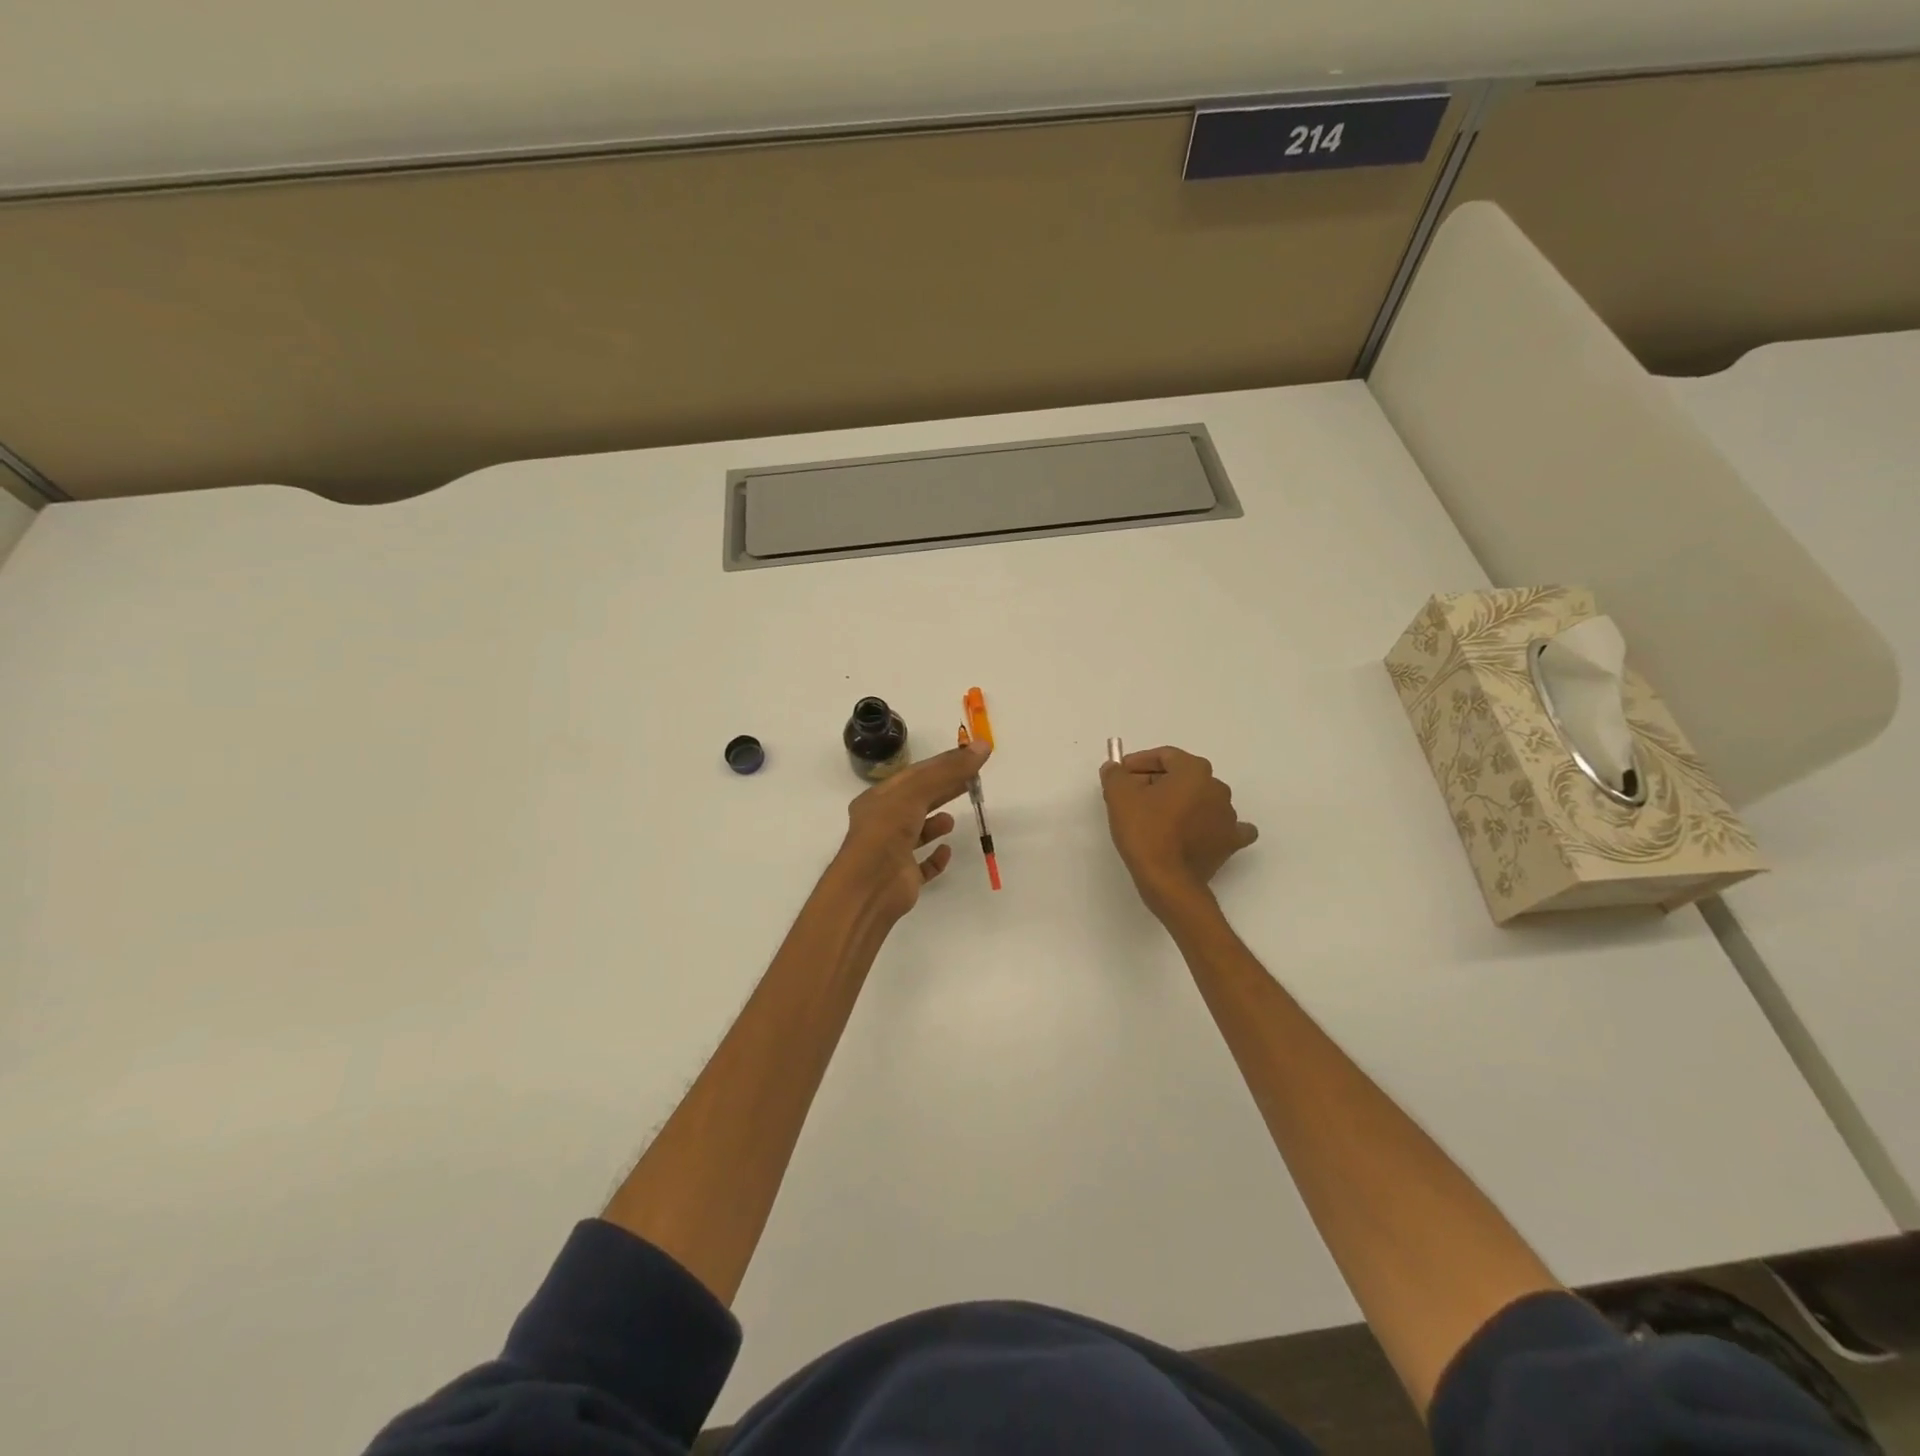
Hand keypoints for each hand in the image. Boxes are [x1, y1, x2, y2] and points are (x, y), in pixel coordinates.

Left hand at [830, 740, 991, 926]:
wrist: (869, 886)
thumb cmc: (887, 831)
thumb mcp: (916, 792)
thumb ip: (949, 770)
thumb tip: (982, 746)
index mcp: (878, 799)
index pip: (913, 776)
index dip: (942, 765)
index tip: (969, 759)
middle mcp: (882, 823)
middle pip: (917, 801)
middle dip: (942, 790)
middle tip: (971, 781)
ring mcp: (891, 852)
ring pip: (917, 832)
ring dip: (935, 823)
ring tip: (952, 819)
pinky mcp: (903, 878)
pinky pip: (922, 865)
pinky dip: (935, 858)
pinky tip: (946, 851)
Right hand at [1100, 746, 1257, 917]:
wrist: (1168, 880)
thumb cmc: (1145, 831)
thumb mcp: (1119, 796)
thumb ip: (1115, 774)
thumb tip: (1116, 769)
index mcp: (1194, 771)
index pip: (1164, 756)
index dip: (1139, 762)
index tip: (1121, 775)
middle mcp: (1217, 788)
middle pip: (1183, 776)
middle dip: (1157, 782)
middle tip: (1132, 796)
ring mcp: (1229, 816)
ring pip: (1202, 799)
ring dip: (1181, 803)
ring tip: (1155, 818)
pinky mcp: (1231, 842)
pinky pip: (1225, 827)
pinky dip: (1212, 826)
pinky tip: (1201, 832)